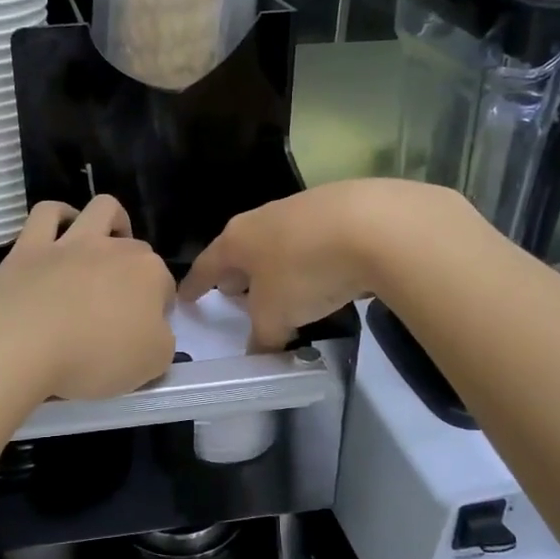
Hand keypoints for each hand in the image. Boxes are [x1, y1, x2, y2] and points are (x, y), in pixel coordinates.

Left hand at [0, 196, 176, 401]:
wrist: (20, 344)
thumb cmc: (94, 357)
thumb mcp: (150, 365)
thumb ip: (160, 344)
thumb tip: (153, 333)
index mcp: (149, 274)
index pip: (165, 286)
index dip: (159, 309)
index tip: (144, 335)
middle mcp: (114, 248)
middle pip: (137, 250)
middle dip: (135, 271)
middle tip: (120, 307)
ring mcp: (71, 242)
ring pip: (101, 209)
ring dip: (110, 222)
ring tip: (105, 247)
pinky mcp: (30, 246)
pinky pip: (47, 213)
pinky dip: (58, 217)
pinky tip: (58, 234)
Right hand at [181, 180, 466, 350]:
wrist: (375, 224)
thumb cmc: (305, 271)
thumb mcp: (276, 315)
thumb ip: (263, 335)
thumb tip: (260, 351)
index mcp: (237, 240)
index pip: (206, 266)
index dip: (195, 285)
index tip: (185, 297)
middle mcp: (262, 217)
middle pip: (240, 249)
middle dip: (236, 273)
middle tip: (235, 295)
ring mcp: (300, 207)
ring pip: (277, 241)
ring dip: (274, 265)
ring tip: (282, 288)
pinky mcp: (339, 206)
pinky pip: (311, 238)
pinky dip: (308, 257)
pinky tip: (324, 273)